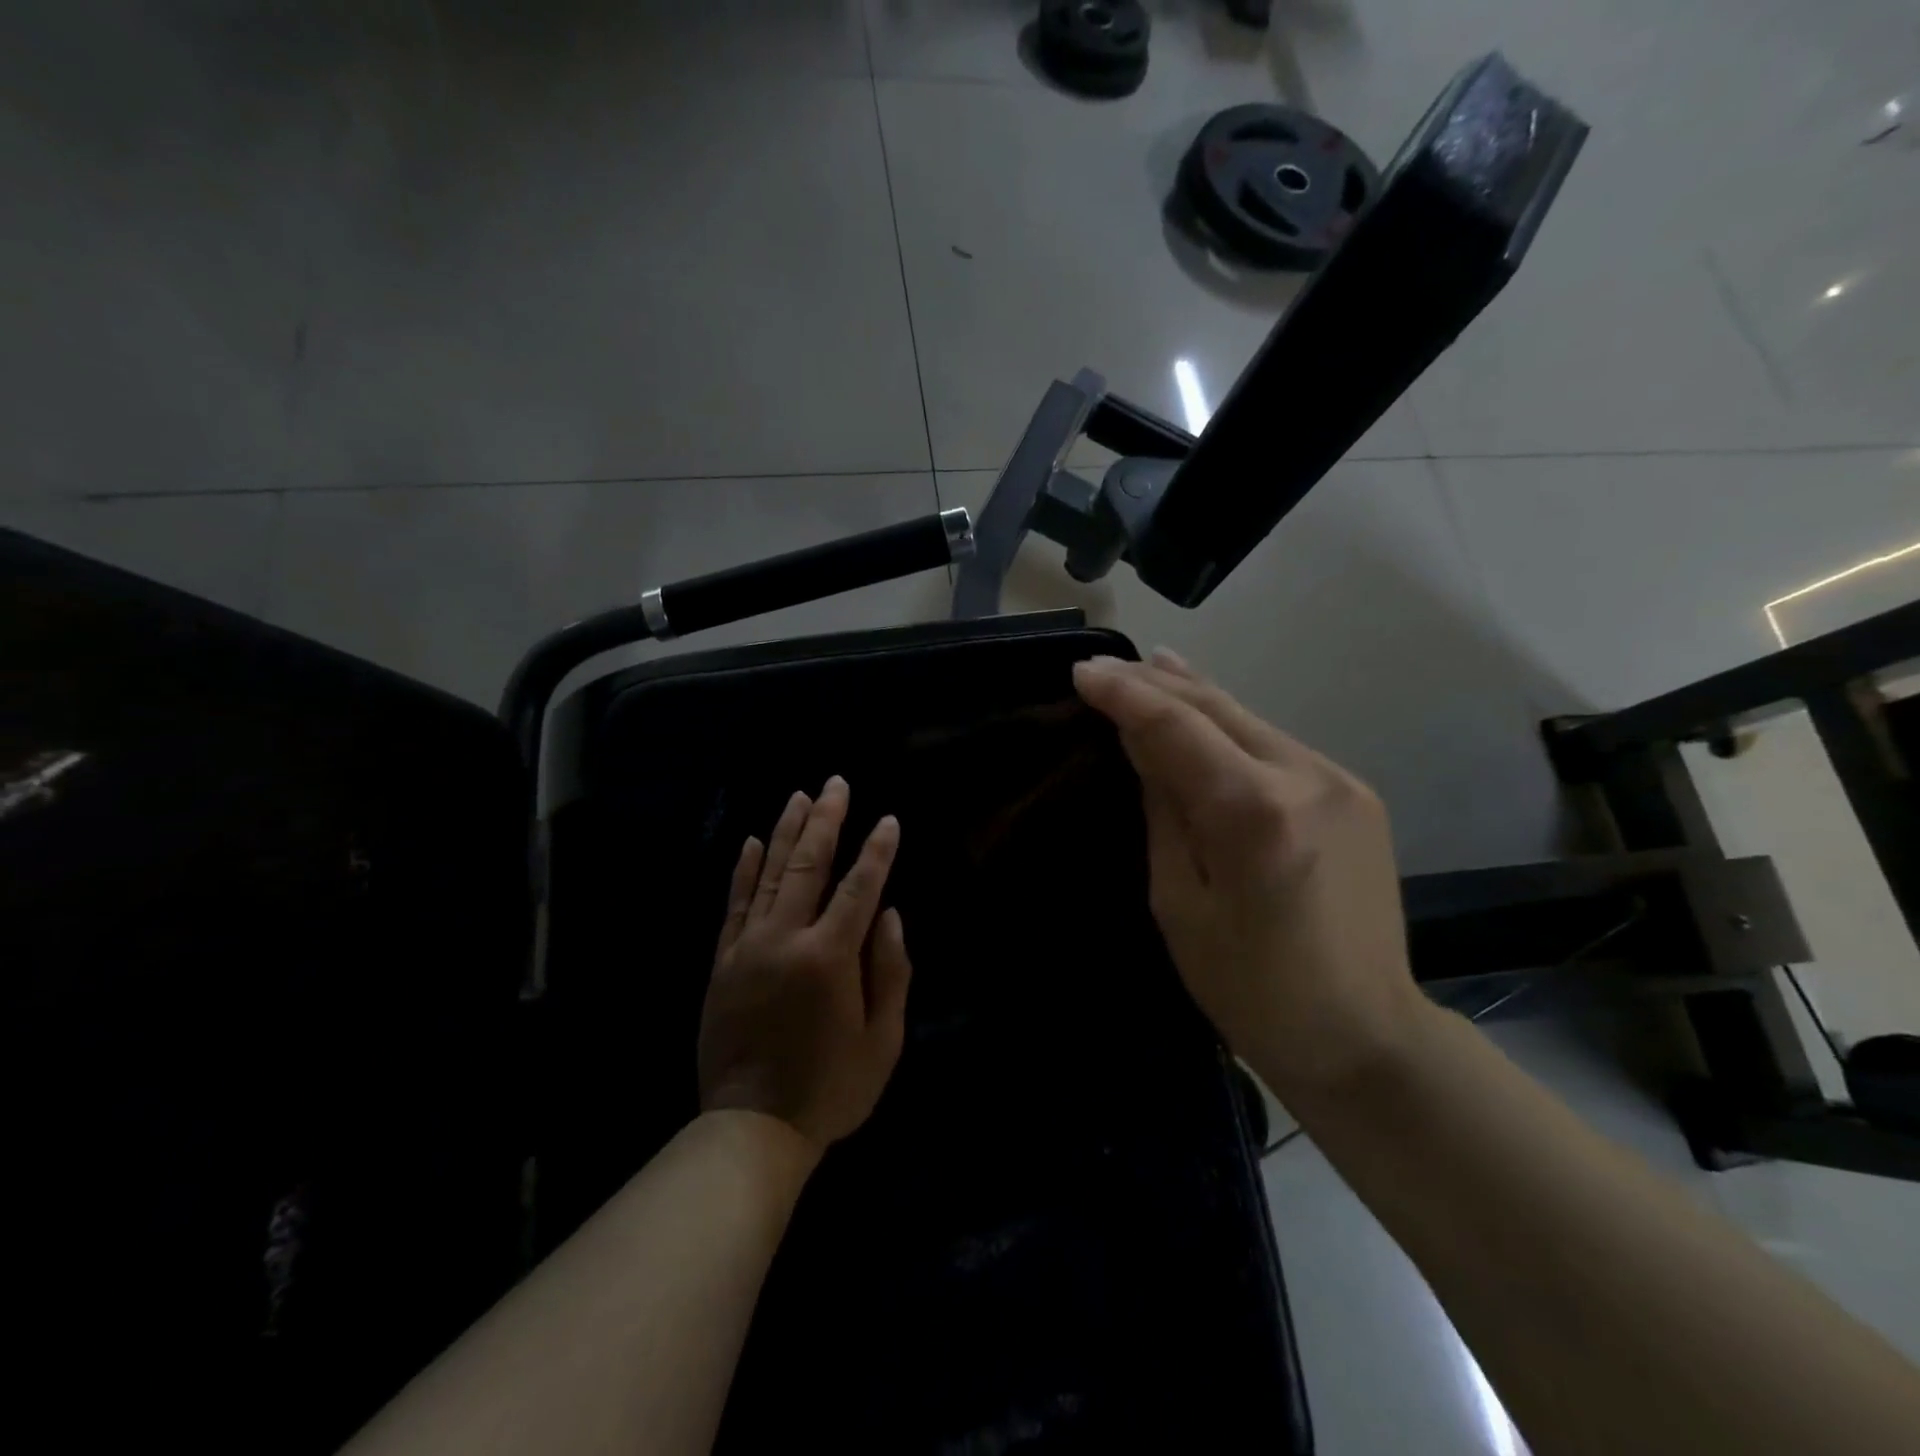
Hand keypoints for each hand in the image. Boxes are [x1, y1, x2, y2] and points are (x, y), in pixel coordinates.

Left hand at [698, 777, 912, 1153]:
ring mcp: (748, 947)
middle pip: (809, 865)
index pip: (860, 887)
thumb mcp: (883, 1040)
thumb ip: (891, 971)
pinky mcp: (723, 962)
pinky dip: (743, 870)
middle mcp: (786, 939)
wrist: (751, 1128)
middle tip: (836, 783)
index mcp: (830, 957)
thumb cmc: (830, 1088)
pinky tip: (751, 841)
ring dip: (787, 831)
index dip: (877, 851)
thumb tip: (888, 915)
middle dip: (827, 820)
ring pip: (769, 874)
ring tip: (800, 796)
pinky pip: (734, 904)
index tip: (887, 820)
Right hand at [1073, 651, 1427, 1101]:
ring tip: (1148, 668)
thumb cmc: (1251, 988)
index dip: (1124, 694)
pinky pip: (1275, 744)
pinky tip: (1205, 714)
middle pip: (1216, 706)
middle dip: (1155, 681)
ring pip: (1249, 718)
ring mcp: (1339, 780)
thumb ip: (1163, 810)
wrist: (1366, 1035)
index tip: (1081, 671)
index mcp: (1254, 814)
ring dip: (1193, 695)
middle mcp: (1305, 777)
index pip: (1176, 727)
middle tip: (1104, 667)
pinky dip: (1230, 725)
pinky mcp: (1354, 792)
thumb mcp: (1179, 903)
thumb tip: (1140, 742)